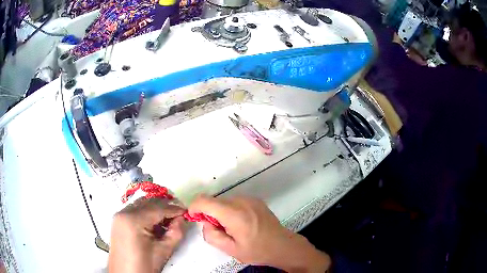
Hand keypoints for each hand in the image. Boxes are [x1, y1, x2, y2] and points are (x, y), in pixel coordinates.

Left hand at [109, 198, 186, 272]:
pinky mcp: (118, 220)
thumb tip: (182, 218)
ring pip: (141, 204)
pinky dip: (146, 213)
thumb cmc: (144, 265)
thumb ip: (176, 233)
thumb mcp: (163, 251)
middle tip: (179, 216)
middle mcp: (124, 212)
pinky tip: (155, 224)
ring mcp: (119, 215)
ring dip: (156, 209)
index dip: (174, 209)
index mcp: (133, 220)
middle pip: (148, 202)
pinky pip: (135, 210)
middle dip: (165, 207)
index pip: (158, 208)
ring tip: (168, 221)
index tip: (186, 212)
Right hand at [188, 195, 330, 271]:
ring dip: (221, 213)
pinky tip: (242, 224)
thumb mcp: (230, 249)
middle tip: (219, 231)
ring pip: (224, 201)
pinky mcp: (255, 200)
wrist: (282, 245)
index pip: (204, 200)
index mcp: (233, 214)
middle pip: (214, 201)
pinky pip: (235, 202)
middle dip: (209, 214)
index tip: (195, 218)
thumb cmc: (257, 250)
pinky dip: (231, 210)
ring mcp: (250, 199)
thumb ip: (211, 235)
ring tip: (233, 229)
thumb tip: (206, 222)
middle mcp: (241, 201)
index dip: (194, 207)